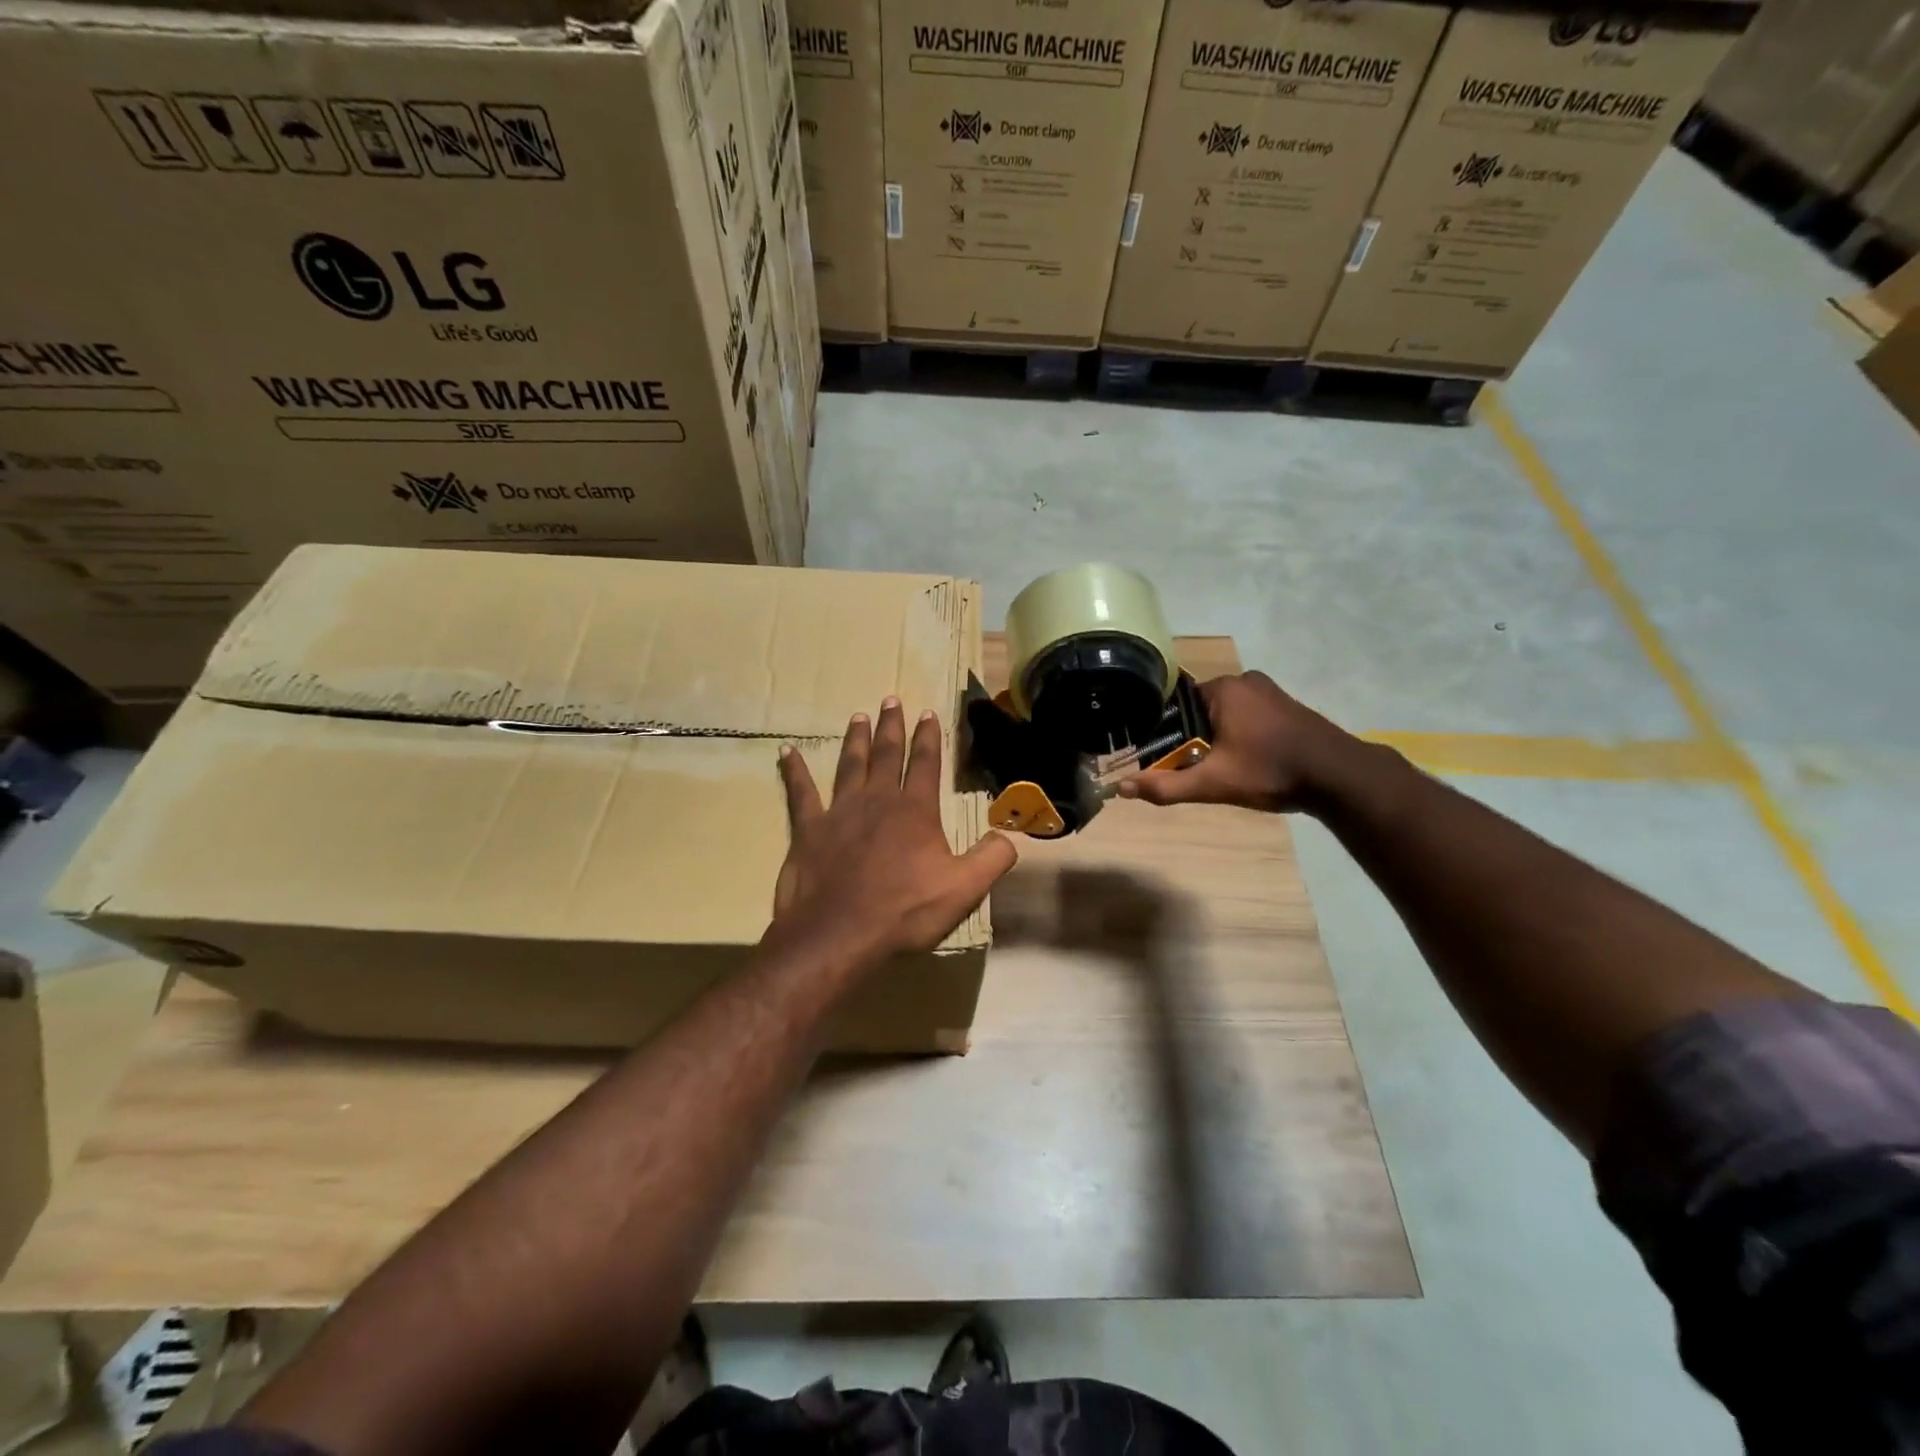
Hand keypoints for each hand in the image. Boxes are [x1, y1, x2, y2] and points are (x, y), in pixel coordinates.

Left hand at [772, 698, 1018, 967]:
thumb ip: (992, 859)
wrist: (839, 933)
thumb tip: (1009, 836)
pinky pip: (800, 792)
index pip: (926, 764)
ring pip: (850, 765)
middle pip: (887, 755)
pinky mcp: (808, 829)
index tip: (928, 713)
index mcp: (915, 811)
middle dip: (892, 726)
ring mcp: (840, 812)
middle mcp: (878, 800)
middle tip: (891, 699)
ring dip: (856, 740)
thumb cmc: (904, 911)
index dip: (929, 737)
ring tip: (858, 716)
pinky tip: (786, 751)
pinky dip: (794, 770)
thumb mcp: (964, 889)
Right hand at [1116, 671, 1352, 813]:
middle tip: (1185, 768)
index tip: (1158, 755)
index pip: (1174, 703)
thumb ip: (1166, 786)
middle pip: (1197, 709)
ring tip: (1212, 767)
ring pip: (1222, 714)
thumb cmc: (1271, 771)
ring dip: (1213, 738)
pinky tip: (1241, 760)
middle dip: (1189, 738)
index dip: (1163, 731)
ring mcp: (1268, 691)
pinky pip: (1245, 716)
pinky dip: (1236, 735)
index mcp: (1222, 688)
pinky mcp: (1285, 706)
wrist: (1340, 777)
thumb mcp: (1213, 783)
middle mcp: (1243, 680)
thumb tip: (1122, 789)